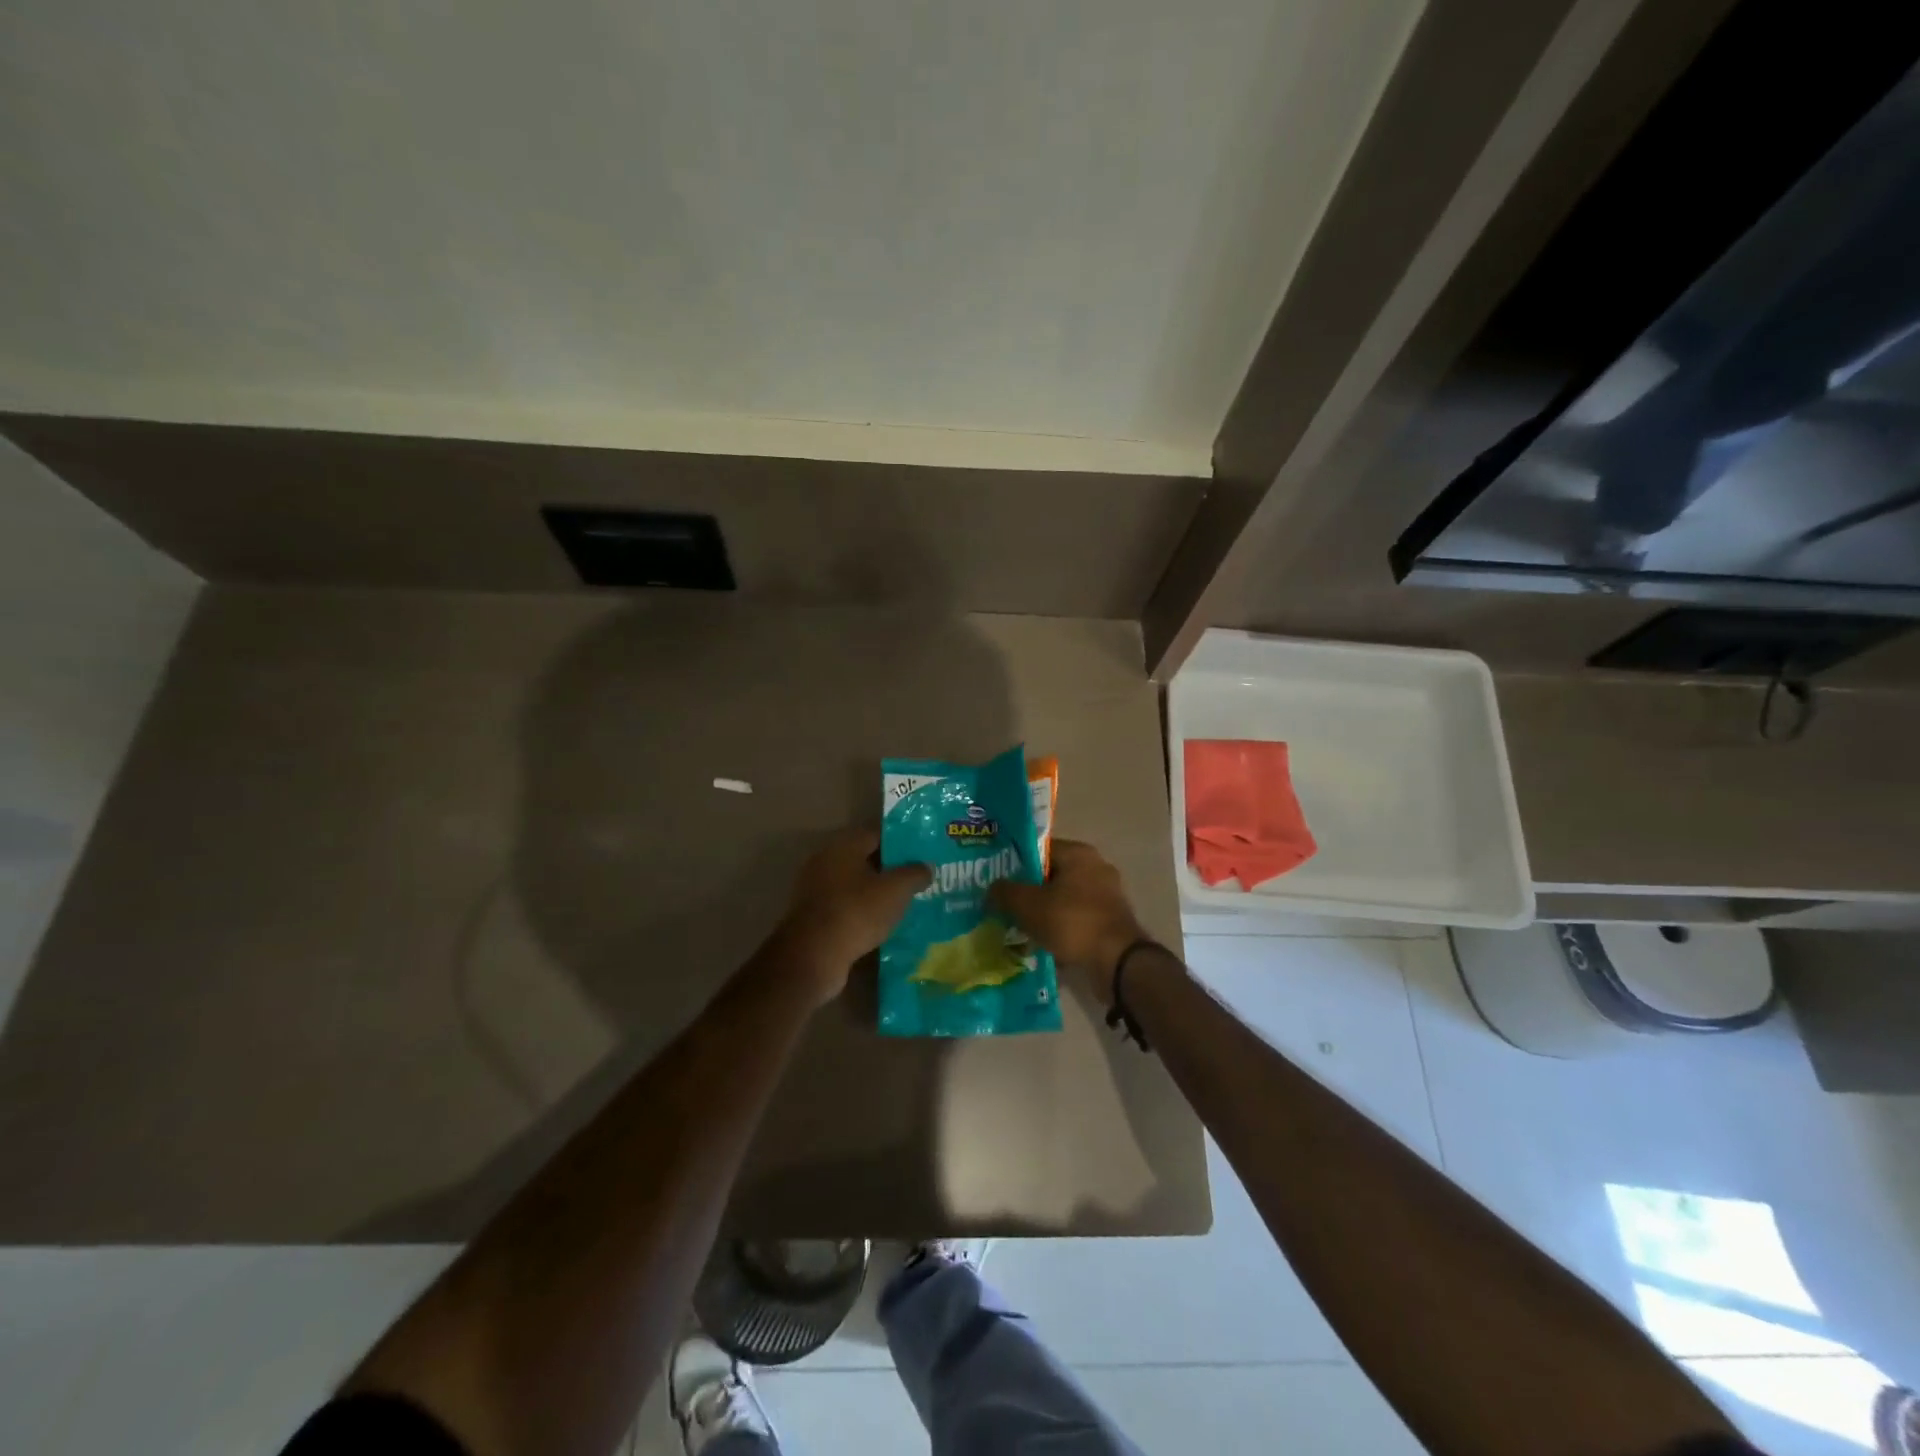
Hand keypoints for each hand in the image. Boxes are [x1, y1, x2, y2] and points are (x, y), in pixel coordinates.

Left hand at [773, 828, 930, 1005]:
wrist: (813, 957)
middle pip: (865, 860)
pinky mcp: (815, 918)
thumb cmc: (856, 912)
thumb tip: (926, 866)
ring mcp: (816, 891)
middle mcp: (826, 862)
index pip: (877, 833)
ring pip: (856, 887)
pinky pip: (847, 909)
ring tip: (907, 903)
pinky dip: (864, 914)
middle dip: (891, 869)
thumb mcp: (895, 890)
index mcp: (843, 846)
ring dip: (878, 894)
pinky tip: (886, 925)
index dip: (902, 841)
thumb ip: (914, 873)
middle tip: (920, 877)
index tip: (923, 851)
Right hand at [989, 839, 1149, 1000]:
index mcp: (1079, 853)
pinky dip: (1060, 930)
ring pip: (1064, 900)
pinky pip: (1077, 920)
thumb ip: (1005, 892)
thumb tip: (991, 888)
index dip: (1015, 863)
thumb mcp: (1027, 905)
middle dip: (1028, 891)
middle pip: (1052, 876)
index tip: (997, 880)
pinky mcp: (1111, 922)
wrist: (1117, 962)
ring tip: (1018, 928)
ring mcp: (1107, 896)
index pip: (1039, 849)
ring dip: (1044, 913)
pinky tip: (1041, 944)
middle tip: (1003, 905)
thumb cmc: (1071, 922)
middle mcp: (1096, 868)